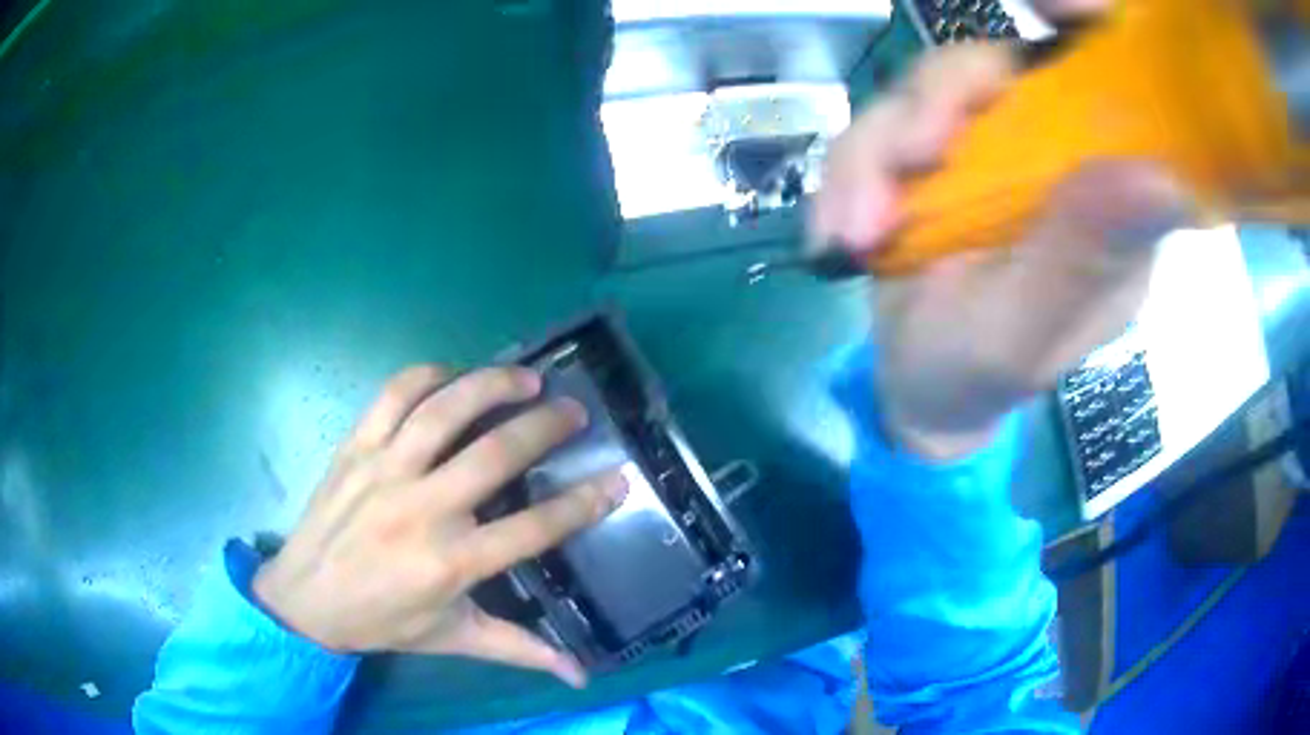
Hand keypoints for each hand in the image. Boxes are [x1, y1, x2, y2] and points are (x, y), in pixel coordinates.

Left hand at [252, 365, 627, 687]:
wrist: (304, 598)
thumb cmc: (381, 621)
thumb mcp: (453, 639)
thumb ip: (520, 651)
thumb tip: (581, 676)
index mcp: (451, 562)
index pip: (533, 528)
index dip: (582, 504)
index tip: (617, 479)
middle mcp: (421, 509)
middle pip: (495, 454)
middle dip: (545, 426)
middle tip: (575, 411)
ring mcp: (384, 470)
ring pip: (444, 410)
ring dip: (491, 384)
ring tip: (526, 377)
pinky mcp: (355, 447)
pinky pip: (394, 395)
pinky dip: (428, 376)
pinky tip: (454, 376)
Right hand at [811, 1, 1191, 460]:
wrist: (918, 390)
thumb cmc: (987, 376)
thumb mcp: (1031, 333)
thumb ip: (1081, 259)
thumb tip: (1158, 176)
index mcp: (1104, 189)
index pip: (1114, 83)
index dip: (1090, 25)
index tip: (1053, 5)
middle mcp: (1049, 151)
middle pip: (996, 69)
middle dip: (941, 99)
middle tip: (910, 158)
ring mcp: (984, 146)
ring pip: (924, 91)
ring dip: (876, 153)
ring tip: (856, 230)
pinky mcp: (925, 153)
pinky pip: (877, 130)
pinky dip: (847, 177)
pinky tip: (834, 236)